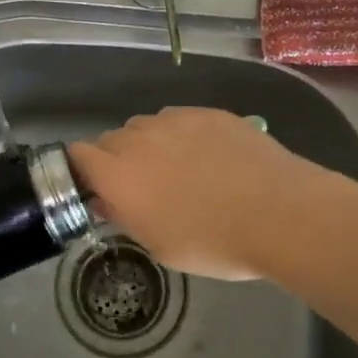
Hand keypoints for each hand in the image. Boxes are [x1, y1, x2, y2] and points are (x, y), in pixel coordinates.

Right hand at [69, 107, 354, 280]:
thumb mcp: (160, 245)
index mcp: (118, 175)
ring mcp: (174, 120)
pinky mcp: (206, 112)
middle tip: (145, 188)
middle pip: (111, 139)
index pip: (77, 155)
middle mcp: (138, 139)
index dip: (82, 170)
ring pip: (145, 126)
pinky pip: (179, 119)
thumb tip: (109, 200)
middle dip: (118, 161)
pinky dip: (182, 135)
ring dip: (150, 145)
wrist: (280, 212)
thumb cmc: (214, 242)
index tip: (98, 189)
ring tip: (180, 170)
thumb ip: (126, 217)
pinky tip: (208, 157)